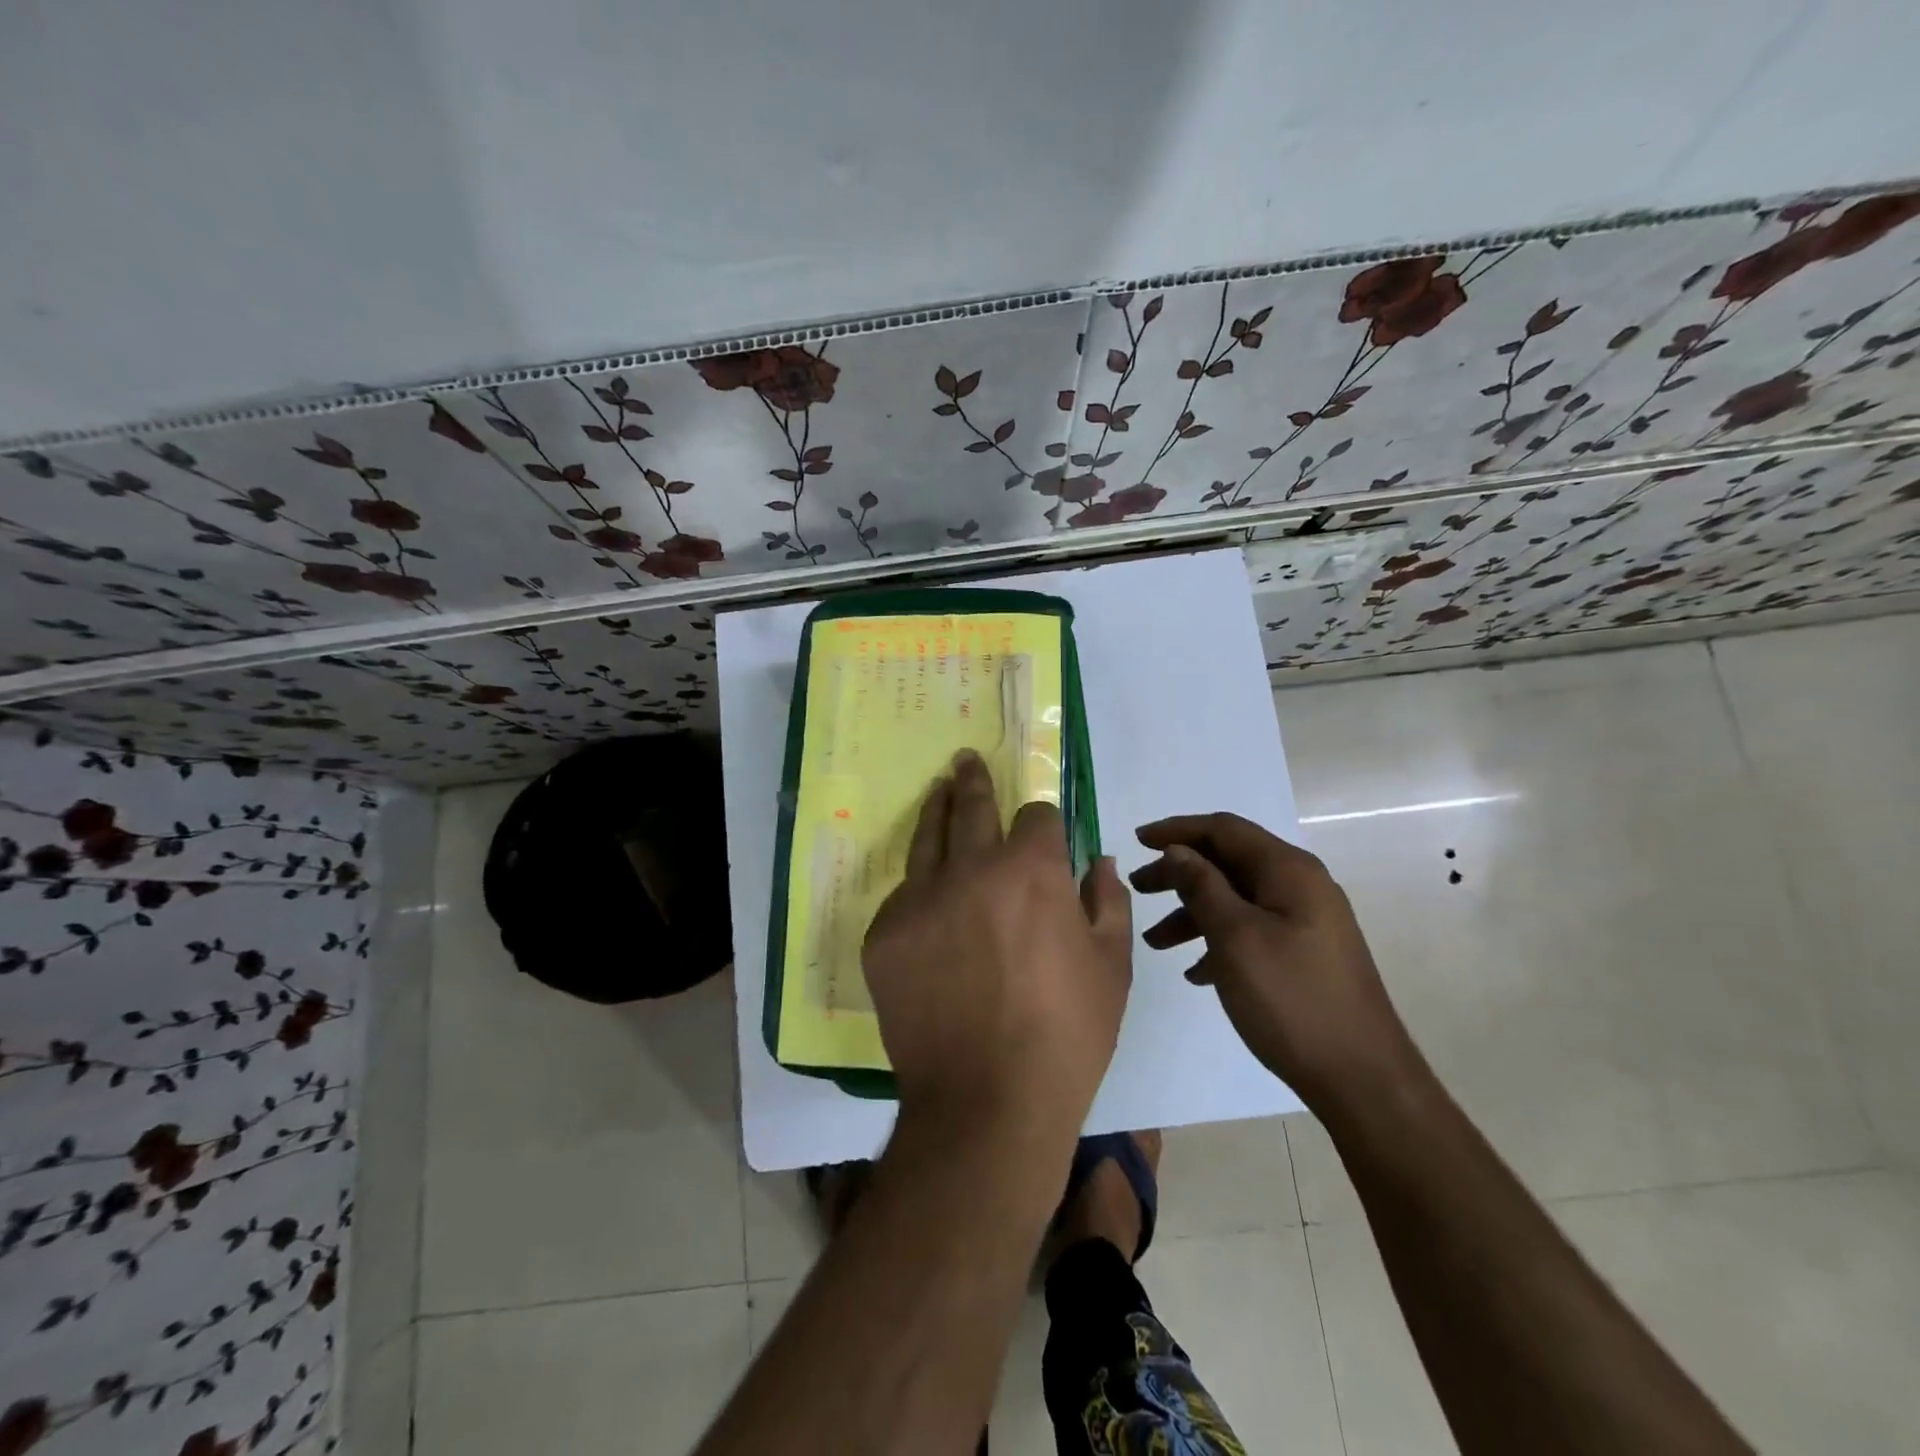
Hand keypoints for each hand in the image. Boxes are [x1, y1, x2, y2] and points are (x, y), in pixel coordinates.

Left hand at [863, 752, 1132, 1140]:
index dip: (1044, 821)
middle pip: (971, 806)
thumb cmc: (1066, 1036)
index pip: (1036, 815)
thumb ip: (1107, 901)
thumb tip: (1097, 861)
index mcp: (1031, 870)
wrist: (986, 1103)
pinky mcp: (883, 933)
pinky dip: (920, 890)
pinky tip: (929, 900)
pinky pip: (904, 896)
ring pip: (927, 838)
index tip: (1044, 831)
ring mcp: (919, 899)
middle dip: (973, 780)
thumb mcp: (1112, 968)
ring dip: (937, 809)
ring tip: (939, 789)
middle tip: (965, 760)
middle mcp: (970, 868)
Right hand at [1129, 813, 1419, 1115]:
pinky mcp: (1305, 954)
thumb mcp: (1235, 937)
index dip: (1177, 830)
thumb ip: (1202, 886)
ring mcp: (1306, 922)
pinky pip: (1251, 931)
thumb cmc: (1292, 999)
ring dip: (1192, 912)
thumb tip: (1179, 850)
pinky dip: (1218, 940)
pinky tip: (1196, 972)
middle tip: (1138, 889)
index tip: (1136, 841)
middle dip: (1179, 873)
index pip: (1224, 829)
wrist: (1363, 1080)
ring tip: (1155, 942)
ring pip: (1237, 899)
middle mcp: (1301, 886)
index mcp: (1288, 871)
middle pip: (1228, 862)